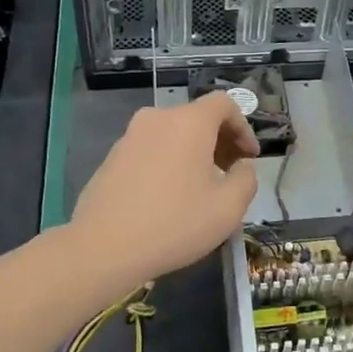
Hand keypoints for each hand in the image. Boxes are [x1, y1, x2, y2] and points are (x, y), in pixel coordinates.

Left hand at [68, 93, 259, 288]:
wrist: (102, 248)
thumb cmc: (174, 224)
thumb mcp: (228, 208)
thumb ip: (246, 179)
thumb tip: (241, 167)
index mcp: (189, 122)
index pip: (224, 103)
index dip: (244, 127)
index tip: (249, 158)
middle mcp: (158, 118)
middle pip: (198, 117)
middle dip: (221, 140)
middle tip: (231, 173)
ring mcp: (130, 136)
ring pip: (173, 133)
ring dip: (194, 152)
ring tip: (201, 188)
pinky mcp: (112, 157)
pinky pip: (152, 149)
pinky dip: (169, 161)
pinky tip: (169, 197)